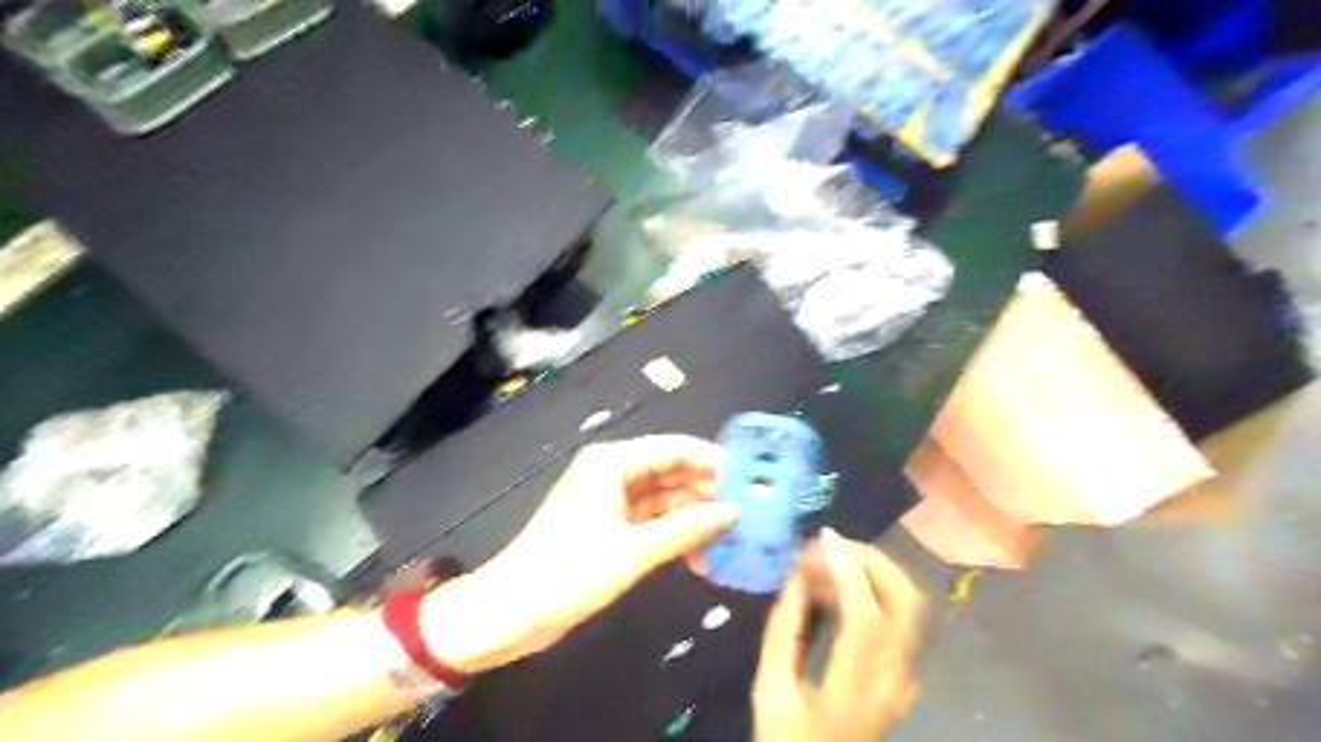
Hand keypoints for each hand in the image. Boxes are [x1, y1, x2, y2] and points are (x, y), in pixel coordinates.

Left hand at [417, 434, 739, 671]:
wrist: (512, 610)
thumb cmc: (570, 571)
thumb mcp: (634, 550)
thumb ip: (686, 528)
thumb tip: (731, 512)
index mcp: (613, 462)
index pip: (673, 448)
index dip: (711, 460)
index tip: (748, 477)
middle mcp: (613, 472)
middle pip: (670, 472)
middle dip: (706, 492)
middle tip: (746, 512)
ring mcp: (610, 500)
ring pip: (663, 499)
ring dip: (692, 517)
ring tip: (729, 538)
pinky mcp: (609, 526)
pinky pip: (651, 521)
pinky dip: (674, 534)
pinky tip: (700, 556)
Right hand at [746, 526, 920, 741]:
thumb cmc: (788, 738)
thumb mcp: (771, 688)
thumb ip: (784, 628)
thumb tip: (798, 574)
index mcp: (855, 688)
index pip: (866, 617)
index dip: (848, 571)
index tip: (824, 538)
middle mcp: (893, 680)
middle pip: (907, 603)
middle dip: (874, 561)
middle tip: (834, 545)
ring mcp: (905, 679)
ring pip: (911, 608)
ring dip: (878, 573)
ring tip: (835, 562)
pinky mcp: (904, 676)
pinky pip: (903, 621)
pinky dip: (879, 591)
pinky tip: (845, 590)